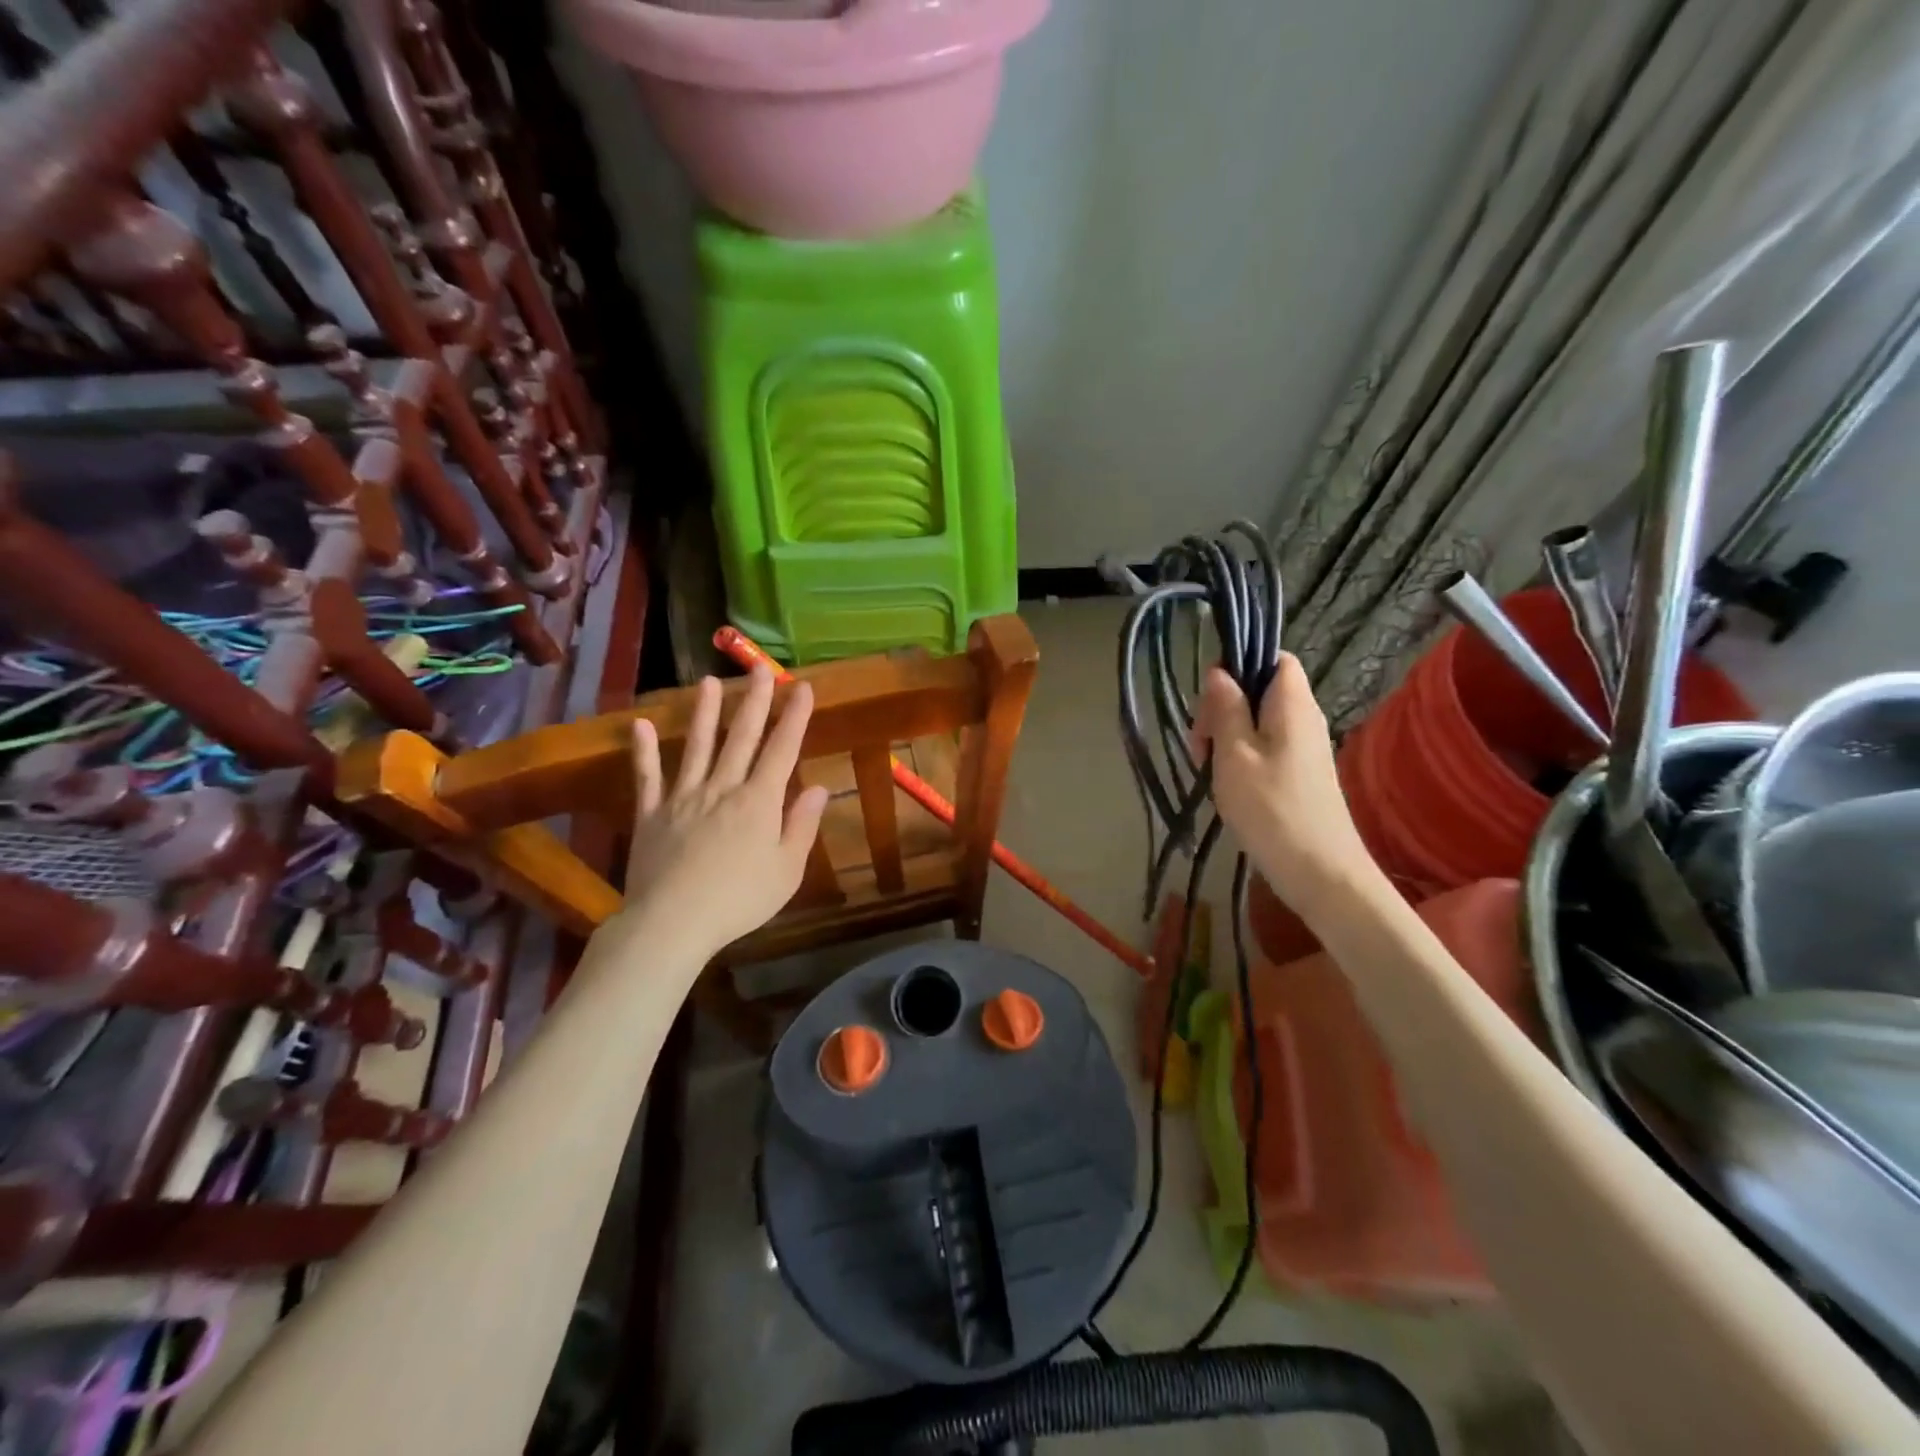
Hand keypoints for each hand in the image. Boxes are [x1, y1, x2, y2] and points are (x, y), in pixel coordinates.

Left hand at [623, 667, 830, 955]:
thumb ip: (801, 825)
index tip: (802, 687)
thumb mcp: (786, 869)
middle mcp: (722, 788)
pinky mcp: (651, 814)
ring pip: (696, 747)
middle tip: (760, 669)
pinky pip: (647, 777)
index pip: (781, 750)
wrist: (673, 922)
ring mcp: (683, 798)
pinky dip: (644, 751)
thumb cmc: (739, 900)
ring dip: (704, 713)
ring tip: (708, 682)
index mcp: (759, 801)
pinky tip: (639, 725)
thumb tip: (817, 787)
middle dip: (754, 701)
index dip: (794, 717)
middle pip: (741, 738)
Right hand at [1191, 654, 1374, 913]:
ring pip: (1258, 720)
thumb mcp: (1234, 754)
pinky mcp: (1299, 773)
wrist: (1319, 872)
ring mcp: (1304, 747)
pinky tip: (1225, 783)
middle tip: (1200, 742)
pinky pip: (1265, 746)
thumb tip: (1218, 671)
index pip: (1275, 657)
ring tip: (1207, 767)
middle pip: (1260, 689)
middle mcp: (1304, 718)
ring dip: (1227, 735)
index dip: (1241, 664)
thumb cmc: (1271, 808)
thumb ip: (1226, 708)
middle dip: (1223, 706)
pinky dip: (1240, 756)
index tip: (1210, 695)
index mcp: (1293, 704)